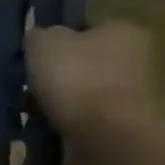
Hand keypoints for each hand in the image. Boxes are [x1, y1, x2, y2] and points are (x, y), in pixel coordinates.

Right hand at [25, 22, 161, 145]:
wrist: (104, 136)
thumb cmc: (76, 77)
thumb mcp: (43, 42)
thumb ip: (39, 35)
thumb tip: (38, 39)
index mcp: (123, 31)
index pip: (87, 28)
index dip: (58, 38)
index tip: (34, 52)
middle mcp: (134, 60)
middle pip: (86, 62)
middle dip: (59, 73)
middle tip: (29, 81)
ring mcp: (129, 98)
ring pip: (82, 93)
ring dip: (60, 100)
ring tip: (30, 107)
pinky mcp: (119, 129)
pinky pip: (82, 120)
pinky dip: (64, 123)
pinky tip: (44, 125)